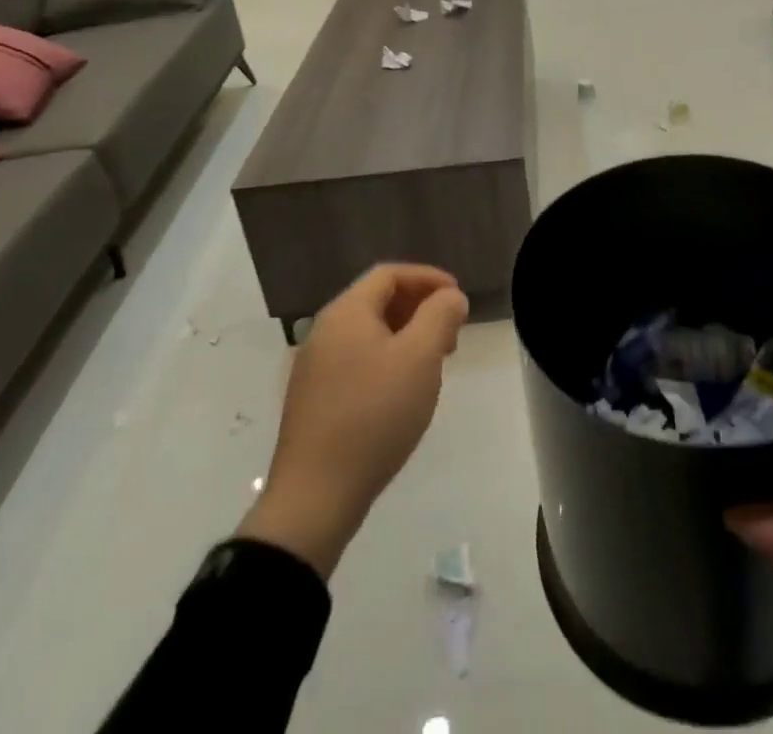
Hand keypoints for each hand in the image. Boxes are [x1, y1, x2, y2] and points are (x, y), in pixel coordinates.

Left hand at [238, 264, 469, 577]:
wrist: (314, 498)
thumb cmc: (373, 415)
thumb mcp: (419, 358)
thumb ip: (440, 316)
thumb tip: (451, 297)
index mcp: (346, 313)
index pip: (390, 274)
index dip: (428, 278)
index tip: (458, 297)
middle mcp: (325, 331)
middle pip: (378, 301)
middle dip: (420, 308)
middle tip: (452, 333)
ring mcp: (315, 367)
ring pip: (369, 334)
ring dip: (406, 336)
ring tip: (434, 363)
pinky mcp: (315, 400)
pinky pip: (358, 361)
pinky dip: (387, 360)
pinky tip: (404, 391)